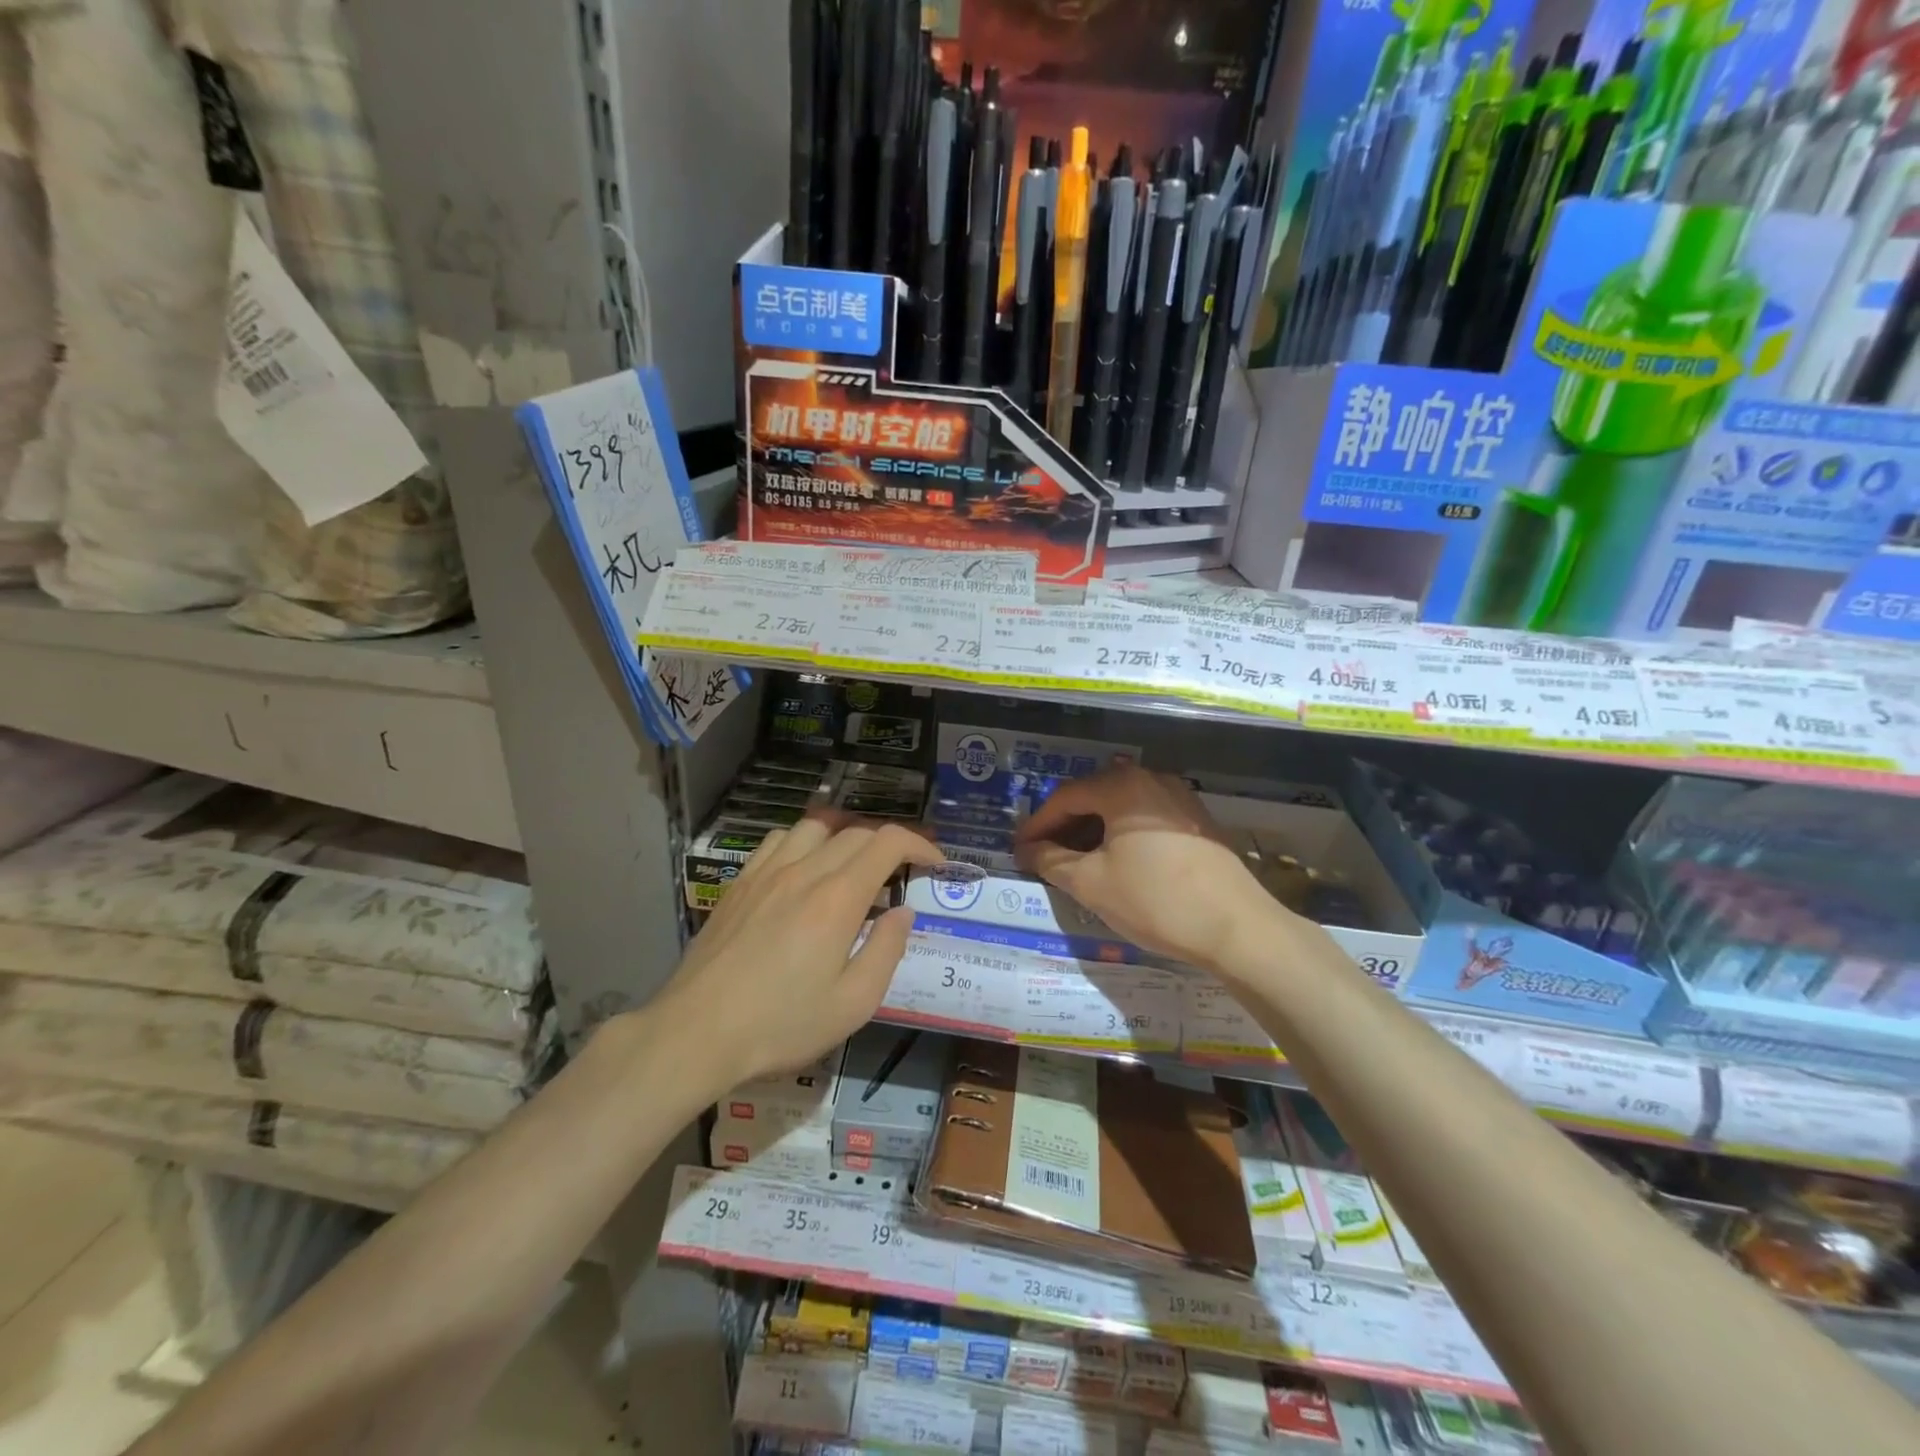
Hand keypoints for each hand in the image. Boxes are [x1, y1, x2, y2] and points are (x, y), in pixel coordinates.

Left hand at [651, 816, 942, 1091]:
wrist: (696, 1032)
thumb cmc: (781, 1025)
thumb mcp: (853, 1004)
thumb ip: (887, 950)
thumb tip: (903, 911)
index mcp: (838, 898)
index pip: (888, 842)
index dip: (920, 843)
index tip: (936, 863)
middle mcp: (805, 871)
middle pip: (856, 832)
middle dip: (890, 844)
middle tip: (902, 873)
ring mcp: (767, 872)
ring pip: (816, 826)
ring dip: (846, 837)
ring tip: (854, 865)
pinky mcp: (740, 882)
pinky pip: (779, 840)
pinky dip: (804, 841)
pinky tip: (804, 868)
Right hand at [1014, 767, 1285, 971]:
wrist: (1237, 928)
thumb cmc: (1155, 900)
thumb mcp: (1092, 883)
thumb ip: (1051, 861)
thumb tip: (1028, 850)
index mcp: (1122, 786)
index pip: (1065, 797)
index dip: (1037, 824)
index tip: (1019, 849)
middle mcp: (1151, 779)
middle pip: (1094, 796)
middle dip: (1064, 826)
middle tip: (1042, 855)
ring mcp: (1179, 798)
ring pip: (1121, 808)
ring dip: (1092, 831)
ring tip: (1074, 862)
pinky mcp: (1197, 821)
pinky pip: (1145, 818)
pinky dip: (1121, 835)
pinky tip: (1115, 862)